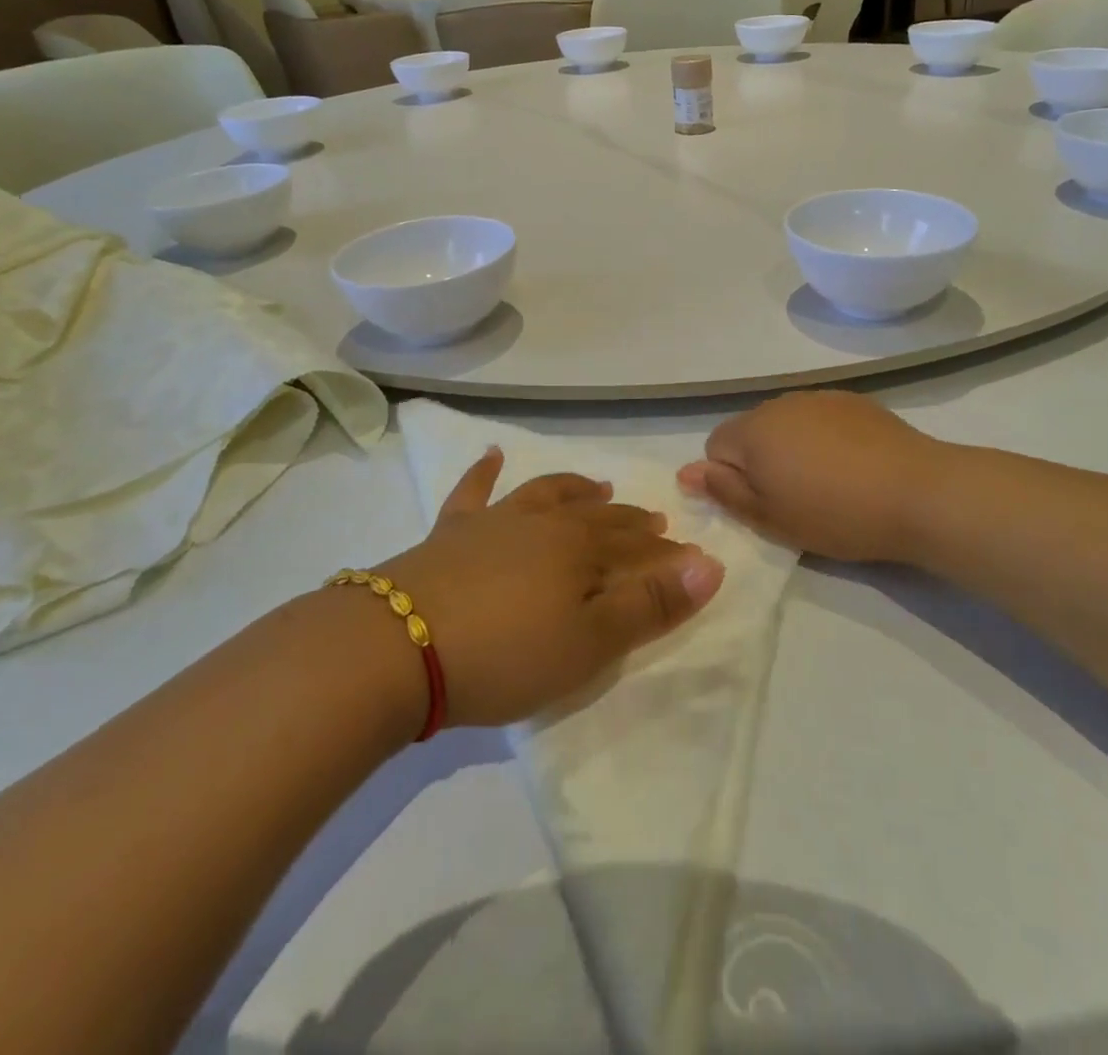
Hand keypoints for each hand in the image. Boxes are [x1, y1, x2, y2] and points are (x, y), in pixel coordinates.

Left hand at [371, 449, 724, 726]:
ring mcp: (493, 522)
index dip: (664, 554)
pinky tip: (493, 453)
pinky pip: (473, 491)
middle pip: (596, 518)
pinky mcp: (449, 532)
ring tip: (597, 485)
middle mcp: (542, 524)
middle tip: (652, 521)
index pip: (635, 548)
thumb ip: (650, 605)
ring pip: (546, 495)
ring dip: (575, 489)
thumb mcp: (589, 643)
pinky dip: (485, 471)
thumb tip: (710, 564)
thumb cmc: (504, 654)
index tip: (688, 556)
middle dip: (628, 521)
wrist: (396, 646)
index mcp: (579, 550)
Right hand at [677, 391, 939, 562]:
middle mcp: (780, 403)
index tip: (762, 504)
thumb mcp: (770, 517)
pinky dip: (823, 438)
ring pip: (786, 424)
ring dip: (791, 447)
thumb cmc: (835, 513)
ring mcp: (820, 397)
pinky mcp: (854, 401)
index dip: (730, 478)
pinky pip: (819, 418)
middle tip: (792, 498)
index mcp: (753, 429)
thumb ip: (723, 491)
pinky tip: (851, 464)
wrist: (918, 493)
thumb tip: (686, 472)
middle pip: (751, 431)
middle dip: (760, 460)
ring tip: (826, 482)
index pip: (715, 446)